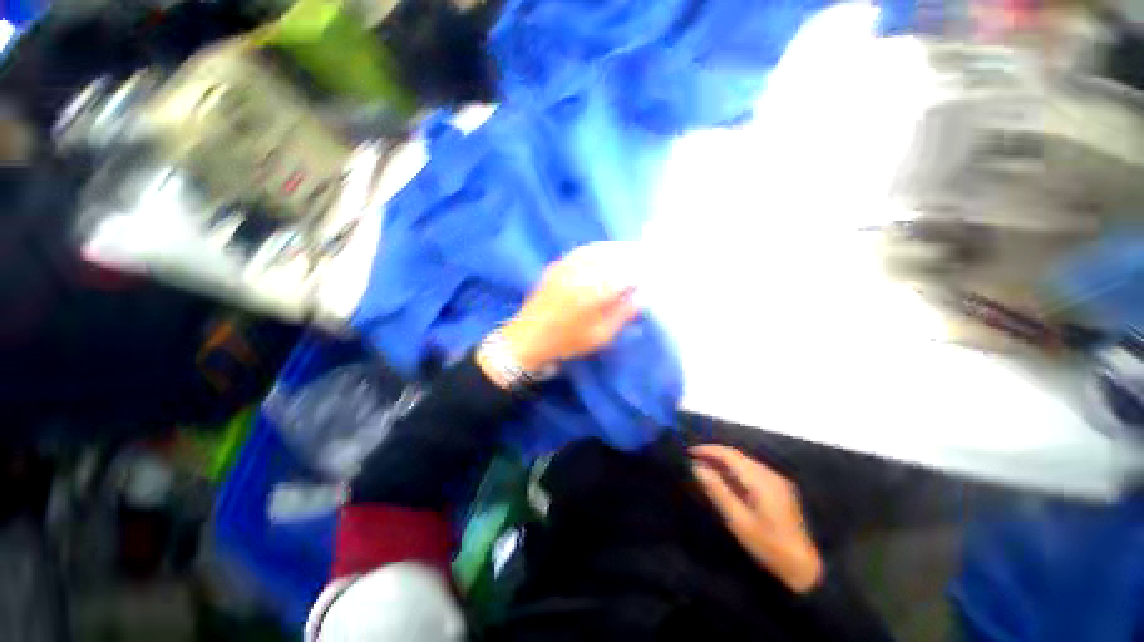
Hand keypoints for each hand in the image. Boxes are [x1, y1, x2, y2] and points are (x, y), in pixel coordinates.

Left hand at [498, 242, 640, 372]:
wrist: (528, 338)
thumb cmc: (567, 342)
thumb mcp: (600, 335)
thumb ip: (623, 313)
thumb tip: (644, 295)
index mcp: (594, 292)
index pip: (626, 273)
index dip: (642, 269)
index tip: (653, 272)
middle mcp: (581, 273)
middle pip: (613, 256)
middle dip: (632, 254)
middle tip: (647, 255)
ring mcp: (566, 267)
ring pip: (597, 249)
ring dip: (616, 248)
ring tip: (631, 250)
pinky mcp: (556, 266)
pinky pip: (581, 251)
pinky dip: (597, 248)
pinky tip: (605, 251)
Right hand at [691, 445, 823, 593]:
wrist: (803, 567)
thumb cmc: (767, 545)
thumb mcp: (737, 520)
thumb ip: (717, 490)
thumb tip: (697, 468)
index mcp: (761, 480)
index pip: (730, 455)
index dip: (709, 450)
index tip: (690, 452)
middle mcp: (770, 474)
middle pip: (737, 456)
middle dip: (715, 455)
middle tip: (694, 460)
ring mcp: (777, 480)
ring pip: (745, 462)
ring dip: (724, 462)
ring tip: (706, 468)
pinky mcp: (779, 488)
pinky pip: (752, 471)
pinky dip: (735, 471)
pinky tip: (726, 480)